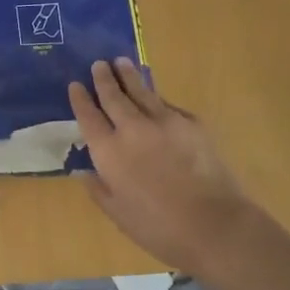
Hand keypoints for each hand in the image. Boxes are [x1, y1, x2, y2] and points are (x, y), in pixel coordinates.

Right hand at [68, 58, 252, 272]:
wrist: (215, 225)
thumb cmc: (159, 228)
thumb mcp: (118, 214)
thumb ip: (99, 190)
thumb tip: (86, 173)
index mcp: (109, 151)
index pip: (89, 116)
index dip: (80, 99)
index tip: (75, 85)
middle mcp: (132, 129)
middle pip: (113, 96)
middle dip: (103, 79)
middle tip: (98, 64)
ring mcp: (165, 122)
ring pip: (141, 91)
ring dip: (129, 76)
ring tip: (121, 62)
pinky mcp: (192, 124)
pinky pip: (168, 105)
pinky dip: (156, 99)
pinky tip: (155, 98)